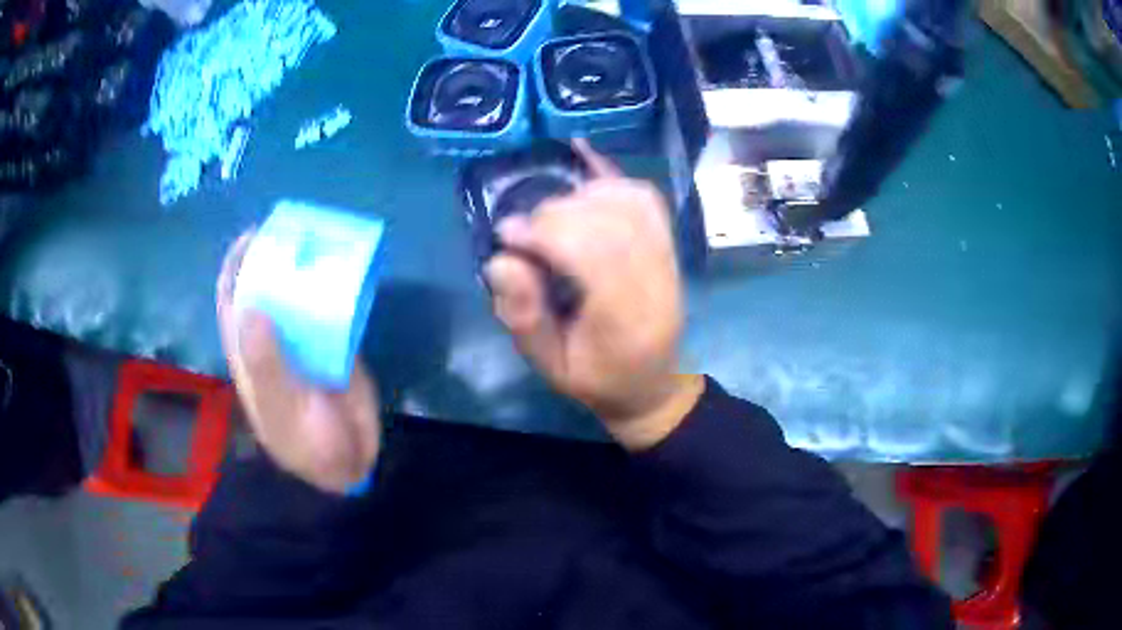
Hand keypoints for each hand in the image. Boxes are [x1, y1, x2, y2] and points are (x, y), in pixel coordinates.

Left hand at [216, 232, 380, 493]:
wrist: (351, 464)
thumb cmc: (306, 443)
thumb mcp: (282, 407)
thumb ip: (267, 364)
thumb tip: (250, 307)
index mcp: (249, 351)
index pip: (232, 300)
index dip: (236, 265)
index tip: (253, 234)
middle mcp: (273, 338)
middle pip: (267, 286)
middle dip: (276, 255)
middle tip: (299, 230)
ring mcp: (304, 340)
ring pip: (299, 293)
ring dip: (308, 266)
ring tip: (325, 239)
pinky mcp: (336, 343)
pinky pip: (333, 306)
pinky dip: (338, 285)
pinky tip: (350, 267)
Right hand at [485, 141, 703, 450]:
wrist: (652, 384)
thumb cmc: (597, 380)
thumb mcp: (550, 367)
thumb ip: (525, 317)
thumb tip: (500, 260)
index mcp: (627, 323)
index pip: (596, 256)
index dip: (547, 233)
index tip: (507, 233)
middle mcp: (656, 283)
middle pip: (613, 223)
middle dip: (558, 214)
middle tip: (524, 228)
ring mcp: (669, 260)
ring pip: (633, 202)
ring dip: (583, 194)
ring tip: (551, 212)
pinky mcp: (669, 245)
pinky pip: (647, 198)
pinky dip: (611, 175)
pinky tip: (583, 152)